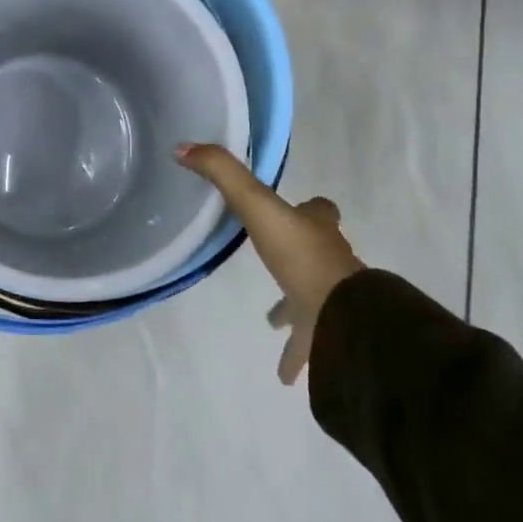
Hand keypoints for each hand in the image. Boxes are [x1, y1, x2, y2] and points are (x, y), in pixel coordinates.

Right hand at [176, 144, 364, 384]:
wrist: (339, 316)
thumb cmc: (299, 256)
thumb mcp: (256, 205)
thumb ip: (222, 174)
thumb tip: (183, 146)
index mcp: (315, 231)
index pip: (322, 211)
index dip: (312, 208)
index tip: (299, 207)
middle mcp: (328, 263)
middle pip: (319, 253)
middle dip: (300, 255)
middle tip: (276, 259)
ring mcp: (330, 301)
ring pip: (313, 301)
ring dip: (294, 308)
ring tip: (271, 321)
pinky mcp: (325, 335)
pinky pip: (309, 345)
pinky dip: (296, 357)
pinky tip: (283, 375)